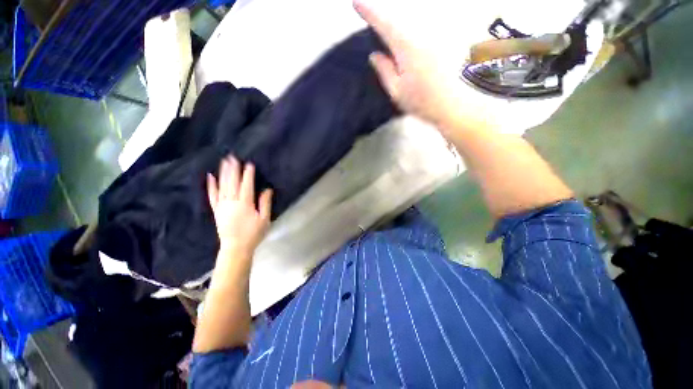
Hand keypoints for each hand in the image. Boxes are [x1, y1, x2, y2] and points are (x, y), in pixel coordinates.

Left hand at [207, 156, 272, 257]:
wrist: (236, 248)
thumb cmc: (253, 234)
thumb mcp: (264, 219)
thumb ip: (265, 203)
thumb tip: (267, 189)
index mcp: (245, 204)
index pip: (246, 185)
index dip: (248, 174)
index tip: (249, 163)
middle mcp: (232, 202)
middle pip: (232, 183)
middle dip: (233, 169)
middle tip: (233, 157)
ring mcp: (222, 206)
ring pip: (222, 186)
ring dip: (223, 173)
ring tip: (224, 161)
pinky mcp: (216, 210)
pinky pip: (212, 196)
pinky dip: (211, 186)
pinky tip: (210, 176)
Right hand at [353, 0, 492, 128]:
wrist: (456, 106)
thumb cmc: (423, 102)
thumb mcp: (397, 91)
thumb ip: (385, 71)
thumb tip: (374, 55)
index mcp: (406, 47)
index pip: (384, 24)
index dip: (369, 12)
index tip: (356, 2)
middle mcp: (422, 35)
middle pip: (400, 22)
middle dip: (386, 24)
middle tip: (378, 31)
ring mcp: (436, 37)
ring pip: (414, 27)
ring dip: (402, 32)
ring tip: (400, 53)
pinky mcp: (446, 43)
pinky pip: (426, 33)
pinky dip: (416, 38)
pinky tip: (417, 55)